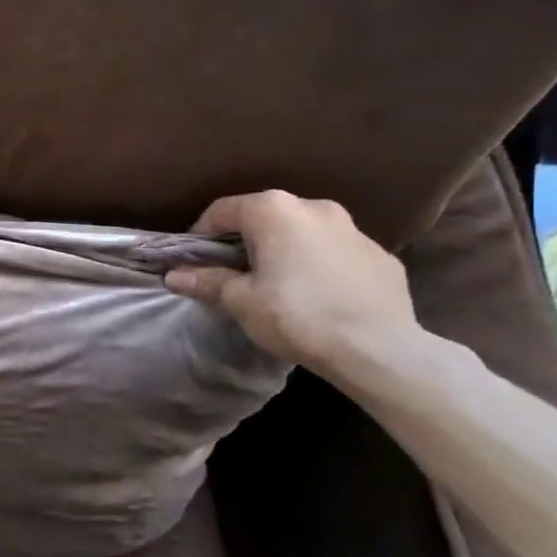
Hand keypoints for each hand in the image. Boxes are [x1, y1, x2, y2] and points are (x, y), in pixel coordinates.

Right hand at [163, 190, 418, 371]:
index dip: (201, 233)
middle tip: (232, 272)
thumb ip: (207, 281)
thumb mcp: (240, 301)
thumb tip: (174, 275)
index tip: (194, 260)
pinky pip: (337, 253)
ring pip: (304, 233)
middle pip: (266, 217)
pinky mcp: (382, 256)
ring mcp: (355, 229)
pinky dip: (320, 265)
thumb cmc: (296, 315)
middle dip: (245, 240)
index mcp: (275, 211)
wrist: (379, 349)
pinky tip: (317, 296)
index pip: (223, 210)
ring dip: (285, 250)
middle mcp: (315, 207)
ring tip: (277, 284)